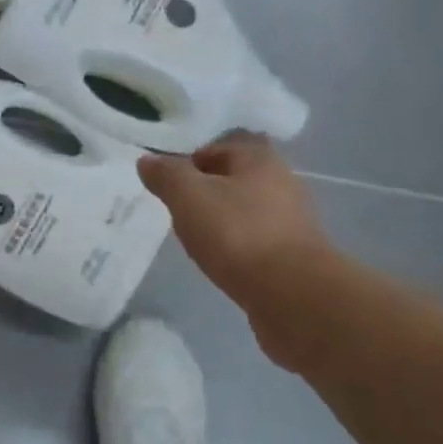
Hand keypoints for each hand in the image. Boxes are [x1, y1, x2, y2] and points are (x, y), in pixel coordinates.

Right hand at [139, 133, 331, 328]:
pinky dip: (237, 247)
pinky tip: (222, 262)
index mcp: (259, 159)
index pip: (216, 148)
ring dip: (221, 221)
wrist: (294, 296)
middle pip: (232, 179)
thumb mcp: (188, 195)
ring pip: (245, 211)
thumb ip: (166, 174)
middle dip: (205, 192)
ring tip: (197, 240)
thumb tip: (147, 160)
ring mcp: (292, 221)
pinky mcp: (295, 256)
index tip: (167, 186)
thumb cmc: (237, 233)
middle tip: (178, 212)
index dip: (188, 163)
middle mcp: (282, 182)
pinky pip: (256, 241)